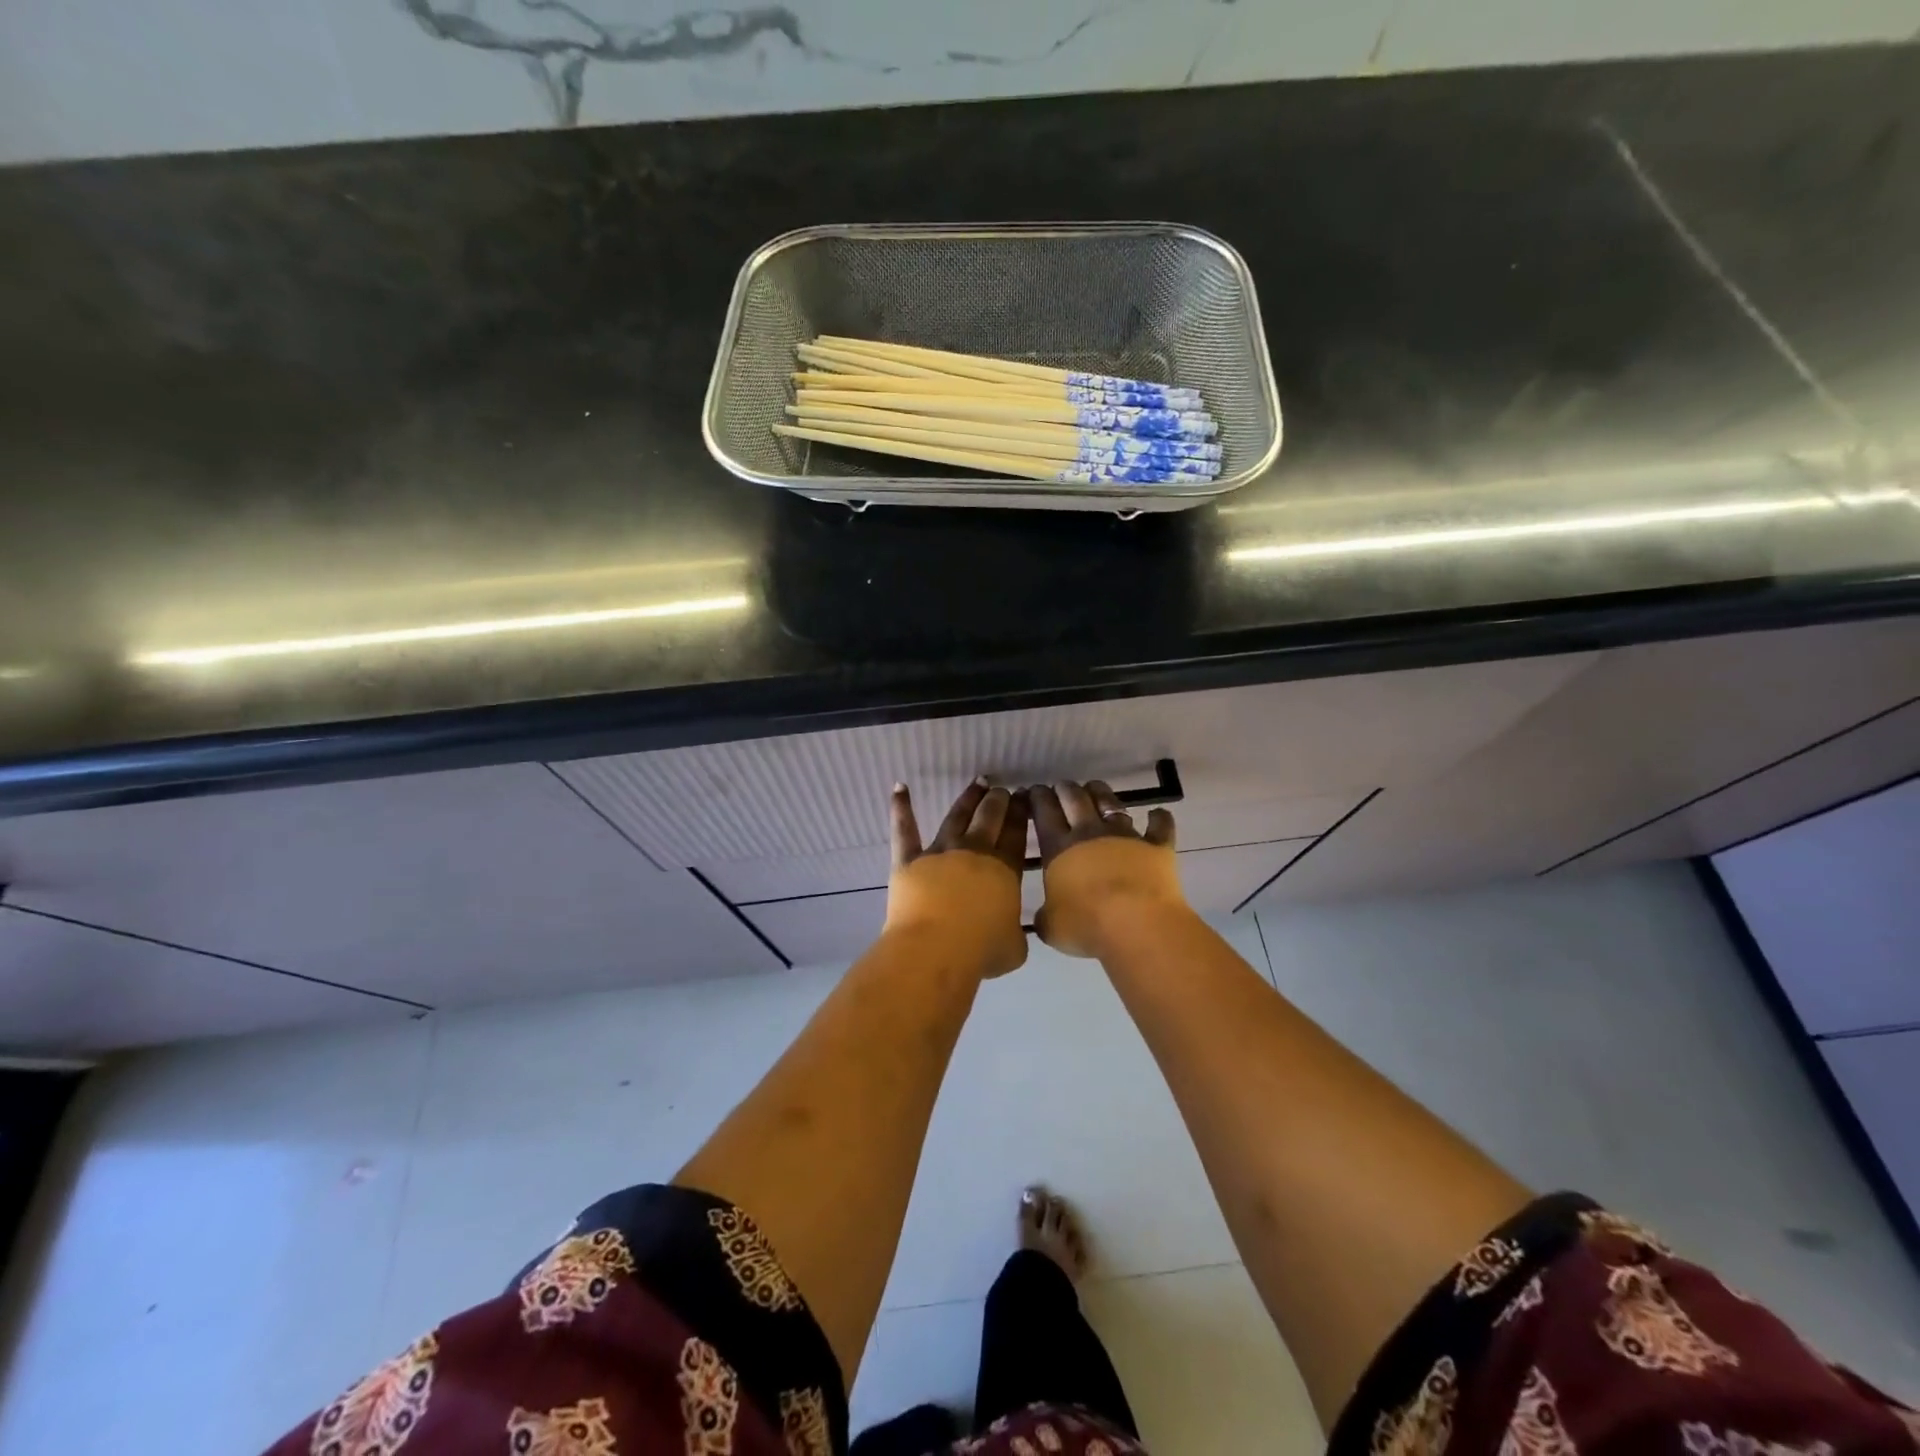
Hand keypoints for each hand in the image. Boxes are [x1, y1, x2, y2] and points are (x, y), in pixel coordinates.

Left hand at [886, 778, 1029, 977]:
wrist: (936, 949)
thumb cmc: (980, 951)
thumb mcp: (1014, 947)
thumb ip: (1015, 933)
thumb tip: (1013, 932)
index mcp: (1004, 871)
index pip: (1015, 835)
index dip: (1020, 815)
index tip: (1024, 799)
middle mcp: (974, 853)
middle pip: (989, 818)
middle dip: (998, 801)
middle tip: (1003, 790)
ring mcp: (940, 853)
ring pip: (957, 817)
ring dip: (969, 798)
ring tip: (979, 782)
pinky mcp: (909, 860)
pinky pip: (904, 831)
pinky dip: (901, 808)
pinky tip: (899, 787)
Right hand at [1030, 780, 1186, 957]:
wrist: (1135, 923)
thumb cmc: (1086, 925)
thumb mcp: (1052, 927)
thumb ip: (1045, 918)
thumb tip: (1044, 918)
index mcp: (1059, 848)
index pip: (1044, 813)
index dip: (1037, 798)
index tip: (1033, 790)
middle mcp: (1090, 833)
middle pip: (1075, 800)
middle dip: (1065, 789)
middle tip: (1061, 786)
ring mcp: (1125, 836)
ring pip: (1111, 803)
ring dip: (1101, 792)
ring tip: (1094, 786)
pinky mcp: (1156, 846)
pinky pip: (1160, 827)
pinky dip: (1160, 819)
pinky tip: (1158, 813)